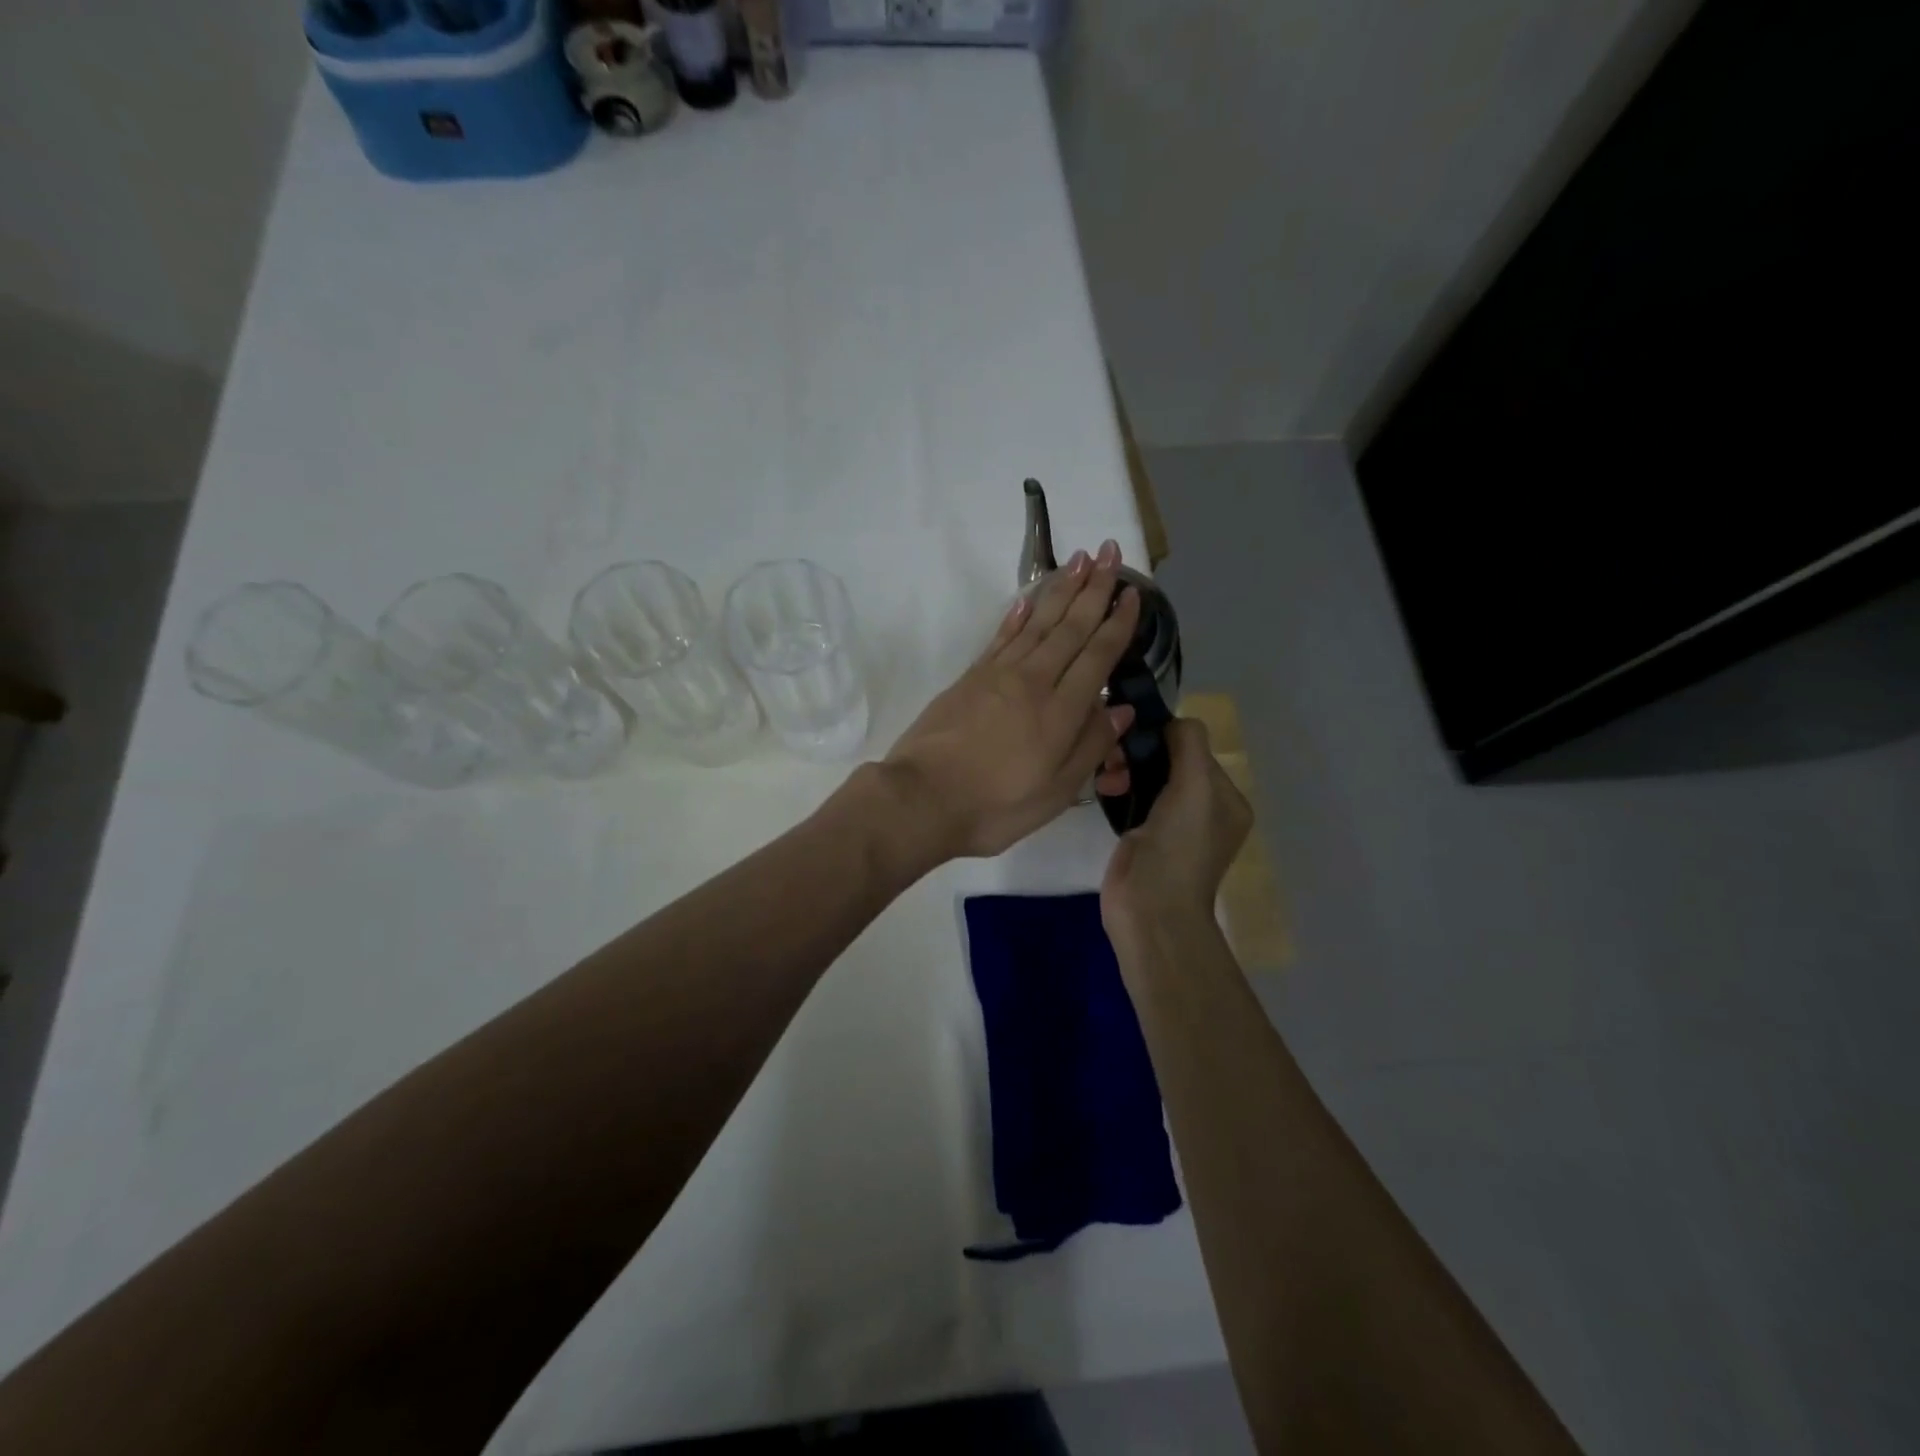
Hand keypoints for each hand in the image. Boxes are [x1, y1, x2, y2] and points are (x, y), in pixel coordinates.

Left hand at [882, 540, 1141, 859]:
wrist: (922, 799)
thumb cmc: (995, 806)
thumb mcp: (1056, 793)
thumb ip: (1091, 747)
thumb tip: (1121, 709)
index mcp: (1061, 711)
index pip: (1097, 656)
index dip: (1118, 623)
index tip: (1133, 593)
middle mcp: (1033, 681)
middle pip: (1070, 628)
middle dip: (1094, 588)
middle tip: (1110, 552)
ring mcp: (998, 674)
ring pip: (1038, 623)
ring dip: (1061, 589)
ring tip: (1080, 560)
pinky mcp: (970, 677)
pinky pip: (1001, 636)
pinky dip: (1018, 615)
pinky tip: (1029, 600)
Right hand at [1101, 718, 1252, 934]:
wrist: (1150, 910)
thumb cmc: (1178, 848)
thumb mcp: (1195, 788)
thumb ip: (1189, 744)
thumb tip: (1171, 722)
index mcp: (1227, 800)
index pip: (1195, 748)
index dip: (1165, 738)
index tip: (1134, 737)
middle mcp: (1204, 809)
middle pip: (1170, 760)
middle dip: (1140, 753)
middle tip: (1113, 759)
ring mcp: (1172, 824)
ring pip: (1148, 776)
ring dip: (1124, 768)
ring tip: (1106, 779)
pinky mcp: (1143, 835)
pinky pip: (1132, 796)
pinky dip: (1118, 787)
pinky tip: (1103, 788)